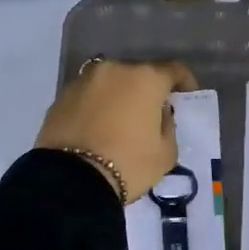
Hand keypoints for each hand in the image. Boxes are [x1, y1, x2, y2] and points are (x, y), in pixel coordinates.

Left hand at [37, 58, 199, 203]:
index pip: (173, 69)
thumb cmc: (128, 164)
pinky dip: (97, 105)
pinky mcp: (61, 96)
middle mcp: (114, 69)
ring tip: (121, 120)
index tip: (186, 95)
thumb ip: (168, 125)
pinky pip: (89, 96)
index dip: (184, 81)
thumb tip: (159, 113)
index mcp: (145, 78)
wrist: (71, 181)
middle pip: (139, 74)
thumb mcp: (166, 152)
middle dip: (148, 90)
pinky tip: (97, 126)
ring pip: (110, 83)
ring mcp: (84, 80)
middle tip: (151, 113)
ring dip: (119, 95)